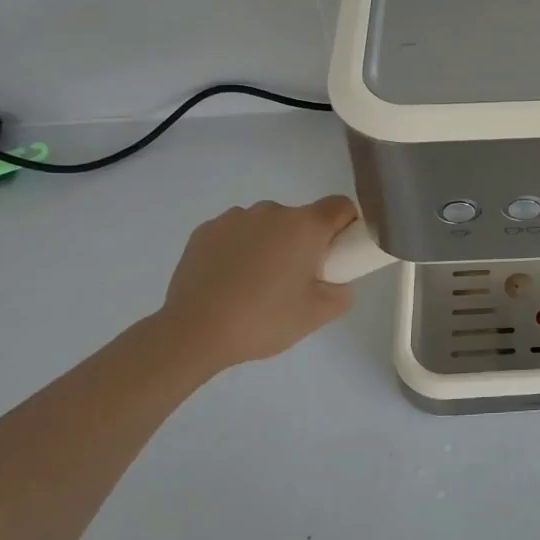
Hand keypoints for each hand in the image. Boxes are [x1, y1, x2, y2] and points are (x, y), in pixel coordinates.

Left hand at [147, 196, 358, 374]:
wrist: (193, 332)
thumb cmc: (264, 320)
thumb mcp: (318, 315)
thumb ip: (342, 292)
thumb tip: (335, 281)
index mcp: (305, 225)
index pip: (341, 206)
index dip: (346, 226)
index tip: (336, 254)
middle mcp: (272, 211)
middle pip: (301, 219)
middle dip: (303, 243)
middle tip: (293, 282)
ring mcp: (235, 218)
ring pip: (266, 225)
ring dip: (269, 244)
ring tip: (254, 284)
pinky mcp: (204, 230)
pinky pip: (234, 233)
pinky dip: (238, 249)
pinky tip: (227, 281)